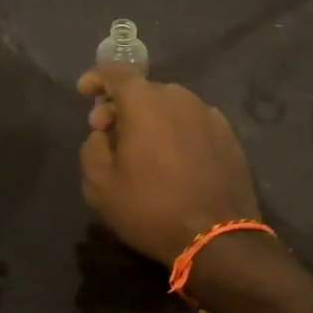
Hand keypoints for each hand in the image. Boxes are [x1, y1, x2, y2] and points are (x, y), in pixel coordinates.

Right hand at [77, 67, 260, 265]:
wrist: (218, 239)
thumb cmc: (151, 208)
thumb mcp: (100, 185)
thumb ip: (92, 148)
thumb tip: (103, 135)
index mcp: (145, 102)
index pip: (116, 73)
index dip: (97, 78)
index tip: (84, 91)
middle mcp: (179, 98)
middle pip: (143, 91)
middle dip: (121, 106)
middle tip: (107, 133)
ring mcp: (208, 115)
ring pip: (170, 106)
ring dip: (151, 119)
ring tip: (141, 148)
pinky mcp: (229, 136)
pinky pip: (193, 122)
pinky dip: (177, 131)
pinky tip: (173, 158)